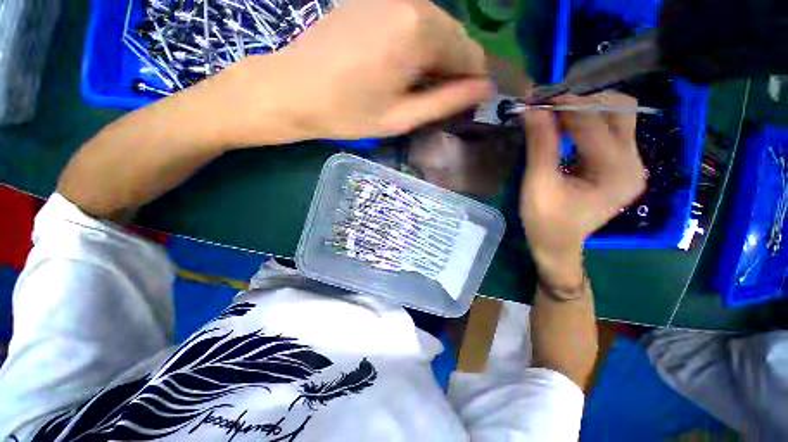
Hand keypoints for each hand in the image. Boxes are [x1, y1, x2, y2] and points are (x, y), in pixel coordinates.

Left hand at [209, 0, 491, 145]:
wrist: (293, 90)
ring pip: (436, 28)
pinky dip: (418, 44)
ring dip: (436, 57)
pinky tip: (400, 66)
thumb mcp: (402, 117)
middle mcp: (412, 1)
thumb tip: (484, 89)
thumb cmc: (348, 113)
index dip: (472, 83)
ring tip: (416, 87)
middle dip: (454, 70)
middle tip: (437, 100)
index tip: (463, 105)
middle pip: (456, 37)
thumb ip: (446, 101)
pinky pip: (413, 20)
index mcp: (421, 31)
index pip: (471, 54)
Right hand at [520, 92, 645, 284]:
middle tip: (548, 105)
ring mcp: (631, 164)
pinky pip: (610, 132)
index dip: (566, 106)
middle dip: (583, 101)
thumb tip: (532, 109)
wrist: (557, 245)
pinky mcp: (621, 166)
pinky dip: (587, 123)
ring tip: (554, 113)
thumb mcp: (538, 184)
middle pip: (619, 111)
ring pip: (617, 117)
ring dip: (586, 109)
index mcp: (616, 173)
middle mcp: (634, 164)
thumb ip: (540, 144)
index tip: (539, 97)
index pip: (595, 124)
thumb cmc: (545, 221)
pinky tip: (565, 127)